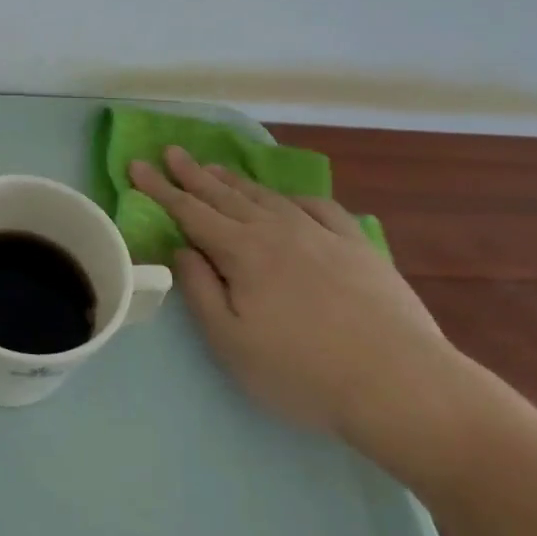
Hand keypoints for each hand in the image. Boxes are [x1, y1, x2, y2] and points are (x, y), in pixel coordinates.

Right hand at [127, 146, 455, 440]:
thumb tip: (183, 250)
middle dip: (193, 174)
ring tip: (216, 168)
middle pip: (225, 195)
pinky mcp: (358, 246)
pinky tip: (289, 200)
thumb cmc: (303, 372)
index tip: (136, 165)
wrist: (401, 384)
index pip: (190, 211)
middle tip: (171, 151)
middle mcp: (277, 230)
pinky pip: (319, 208)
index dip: (159, 188)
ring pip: (267, 197)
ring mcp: (321, 234)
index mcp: (242, 251)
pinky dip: (295, 198)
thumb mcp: (231, 343)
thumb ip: (200, 291)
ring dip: (236, 181)